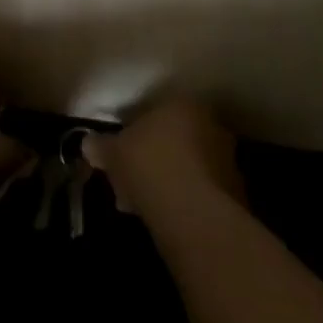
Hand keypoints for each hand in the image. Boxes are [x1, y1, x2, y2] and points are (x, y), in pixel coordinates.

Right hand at [84, 98, 244, 216]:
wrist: (193, 212)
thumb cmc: (150, 166)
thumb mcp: (114, 153)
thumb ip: (101, 146)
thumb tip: (87, 144)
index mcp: (182, 104)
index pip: (154, 114)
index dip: (133, 137)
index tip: (119, 159)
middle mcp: (209, 123)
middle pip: (173, 140)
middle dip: (150, 161)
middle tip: (128, 184)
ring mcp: (226, 157)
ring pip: (187, 166)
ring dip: (167, 181)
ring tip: (142, 206)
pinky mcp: (235, 190)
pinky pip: (200, 190)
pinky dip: (183, 200)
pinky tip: (164, 217)